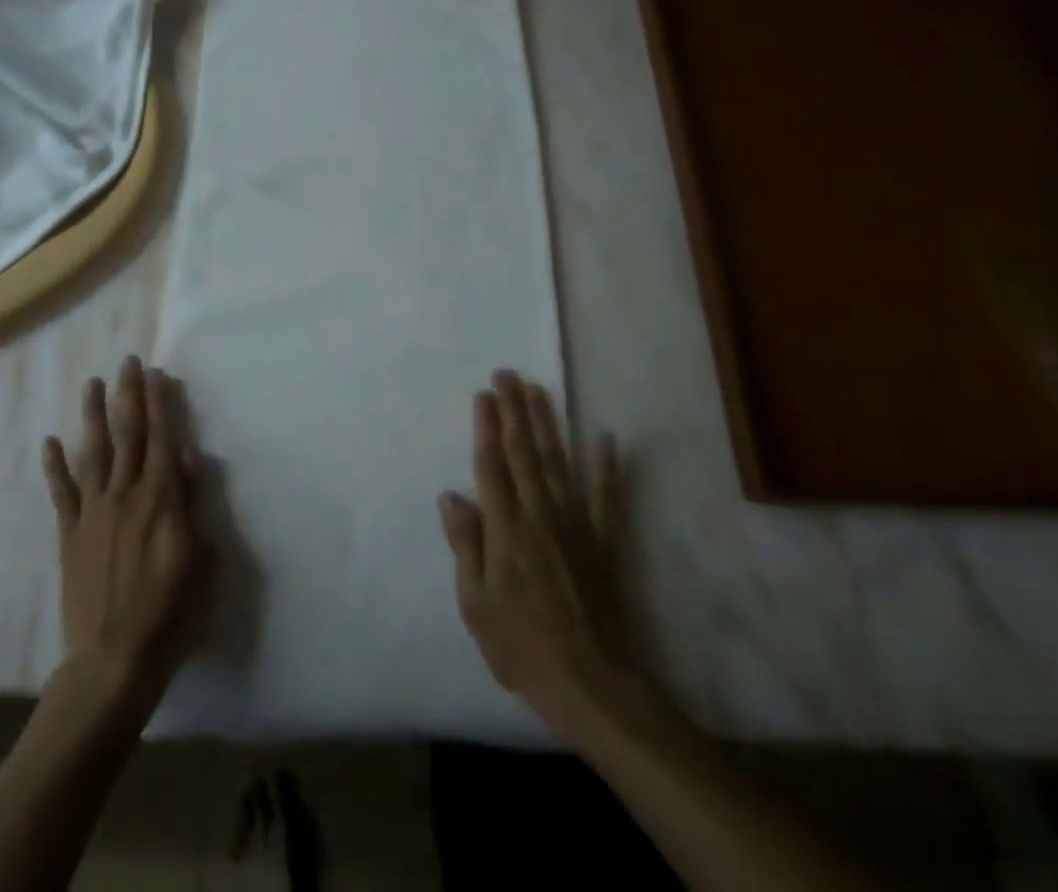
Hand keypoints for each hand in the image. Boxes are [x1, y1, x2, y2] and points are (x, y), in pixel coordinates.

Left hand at [42, 357, 208, 711]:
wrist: (113, 659)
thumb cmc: (170, 610)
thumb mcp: (200, 556)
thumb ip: (192, 503)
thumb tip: (187, 457)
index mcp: (161, 498)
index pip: (162, 438)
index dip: (159, 403)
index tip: (156, 373)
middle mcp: (125, 494)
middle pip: (127, 435)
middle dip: (128, 396)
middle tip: (127, 362)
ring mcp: (93, 513)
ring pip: (94, 453)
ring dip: (93, 416)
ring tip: (92, 384)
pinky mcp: (70, 535)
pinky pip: (62, 493)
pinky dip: (55, 466)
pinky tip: (51, 442)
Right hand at [439, 371, 656, 741]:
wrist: (592, 683)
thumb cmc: (522, 646)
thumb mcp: (476, 604)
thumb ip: (466, 544)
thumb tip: (451, 495)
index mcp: (506, 529)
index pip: (492, 465)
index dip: (487, 427)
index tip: (483, 394)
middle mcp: (539, 514)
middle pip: (524, 452)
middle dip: (514, 409)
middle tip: (507, 373)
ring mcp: (575, 524)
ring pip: (558, 461)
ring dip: (547, 422)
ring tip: (538, 388)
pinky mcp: (602, 540)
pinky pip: (605, 496)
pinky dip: (606, 466)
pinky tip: (605, 437)